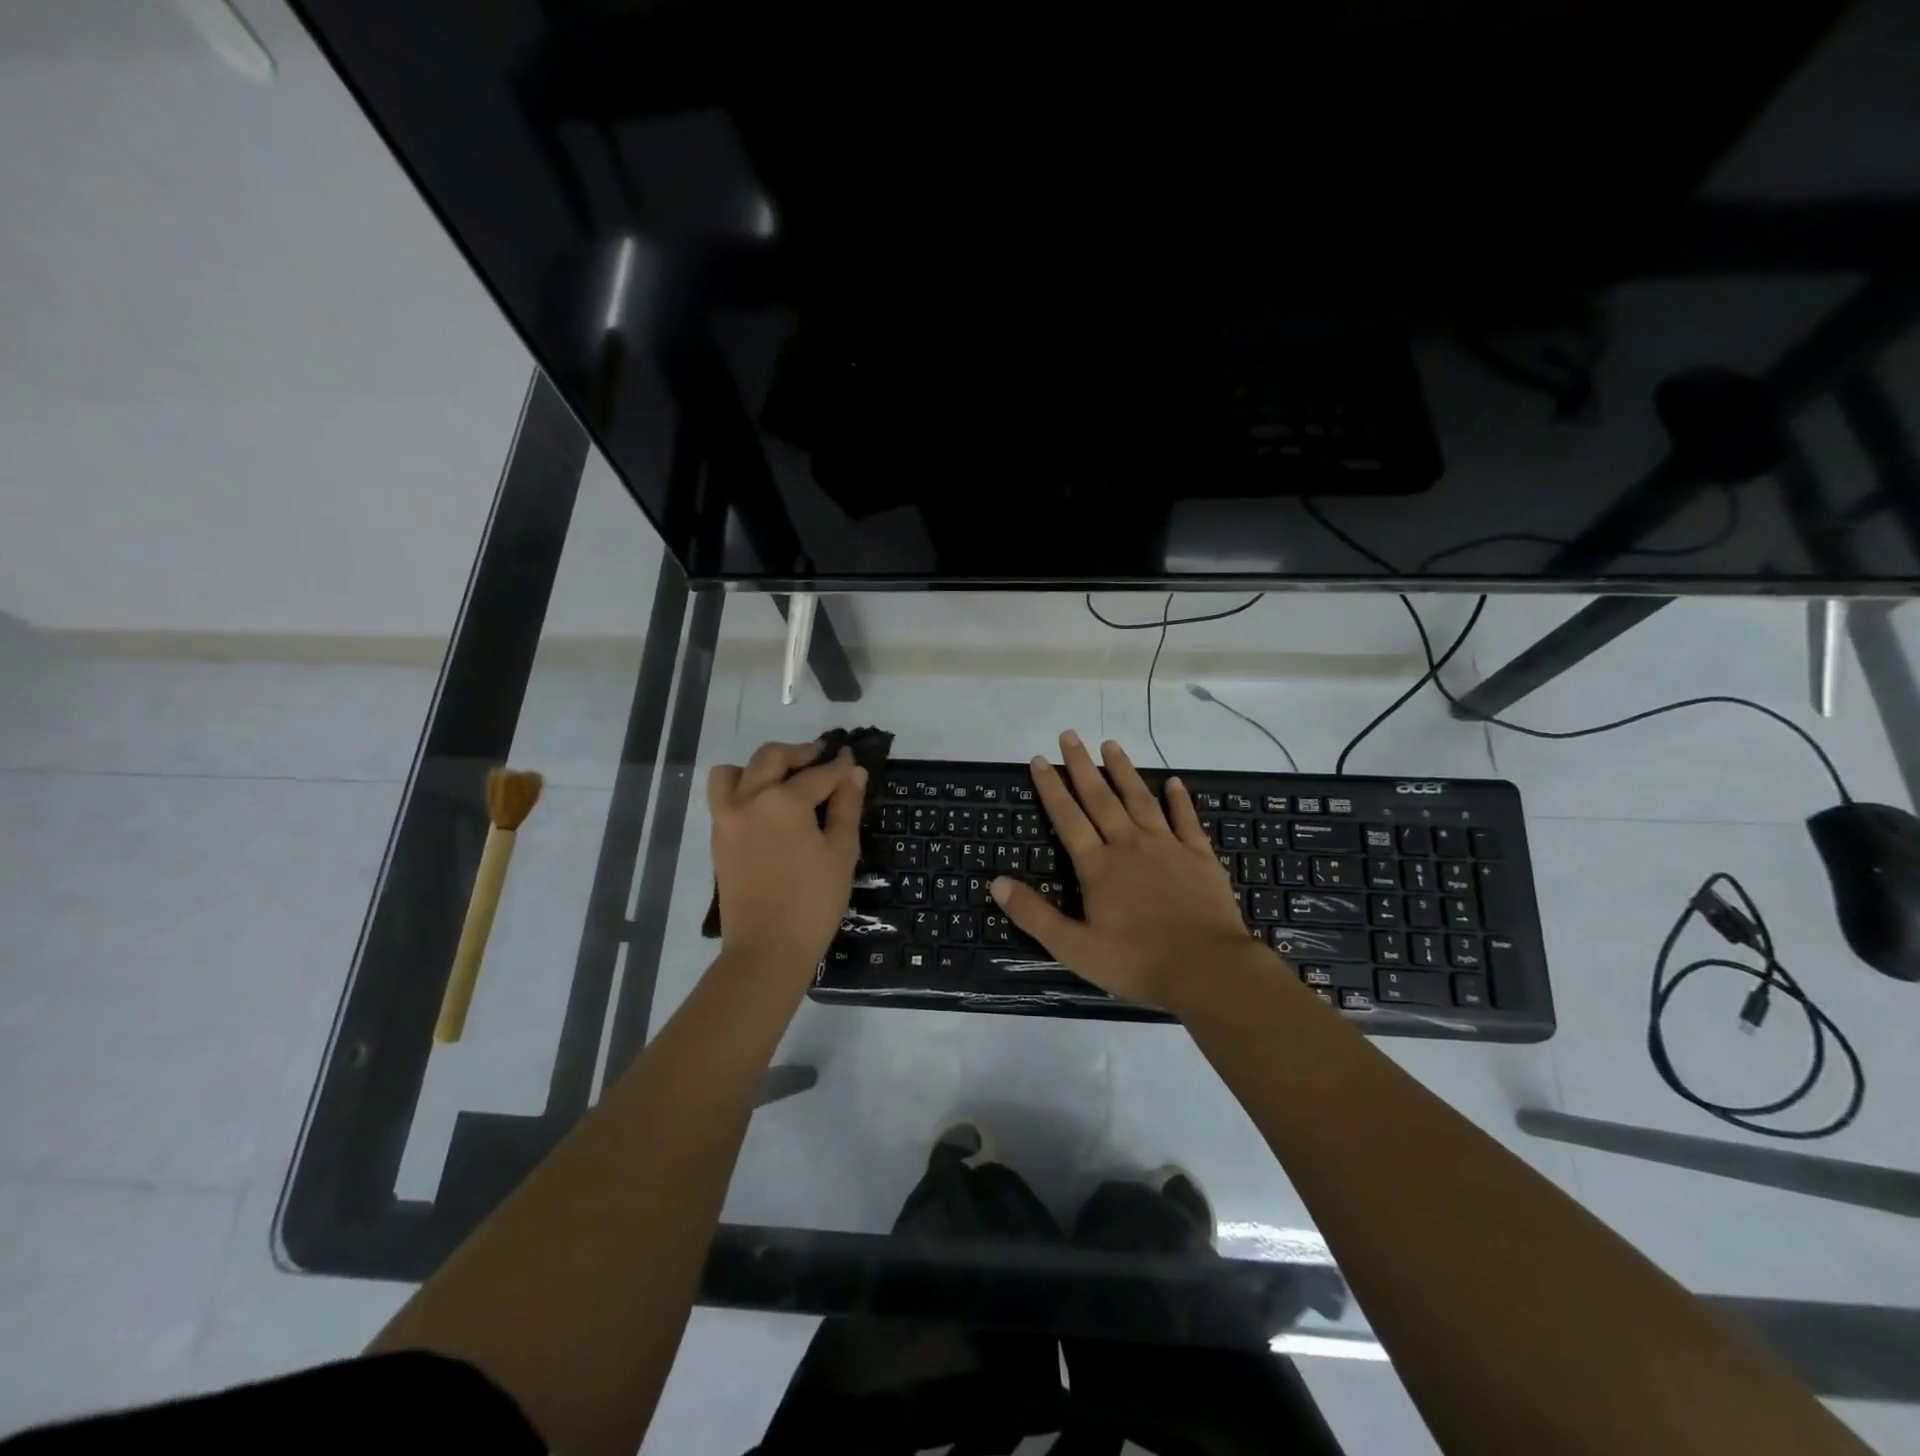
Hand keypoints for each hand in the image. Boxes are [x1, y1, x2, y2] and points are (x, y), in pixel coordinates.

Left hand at [708, 741, 865, 974]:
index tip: (853, 757)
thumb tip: (852, 773)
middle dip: (800, 753)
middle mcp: (749, 799)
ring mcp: (726, 818)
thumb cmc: (813, 903)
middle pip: (771, 758)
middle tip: (822, 757)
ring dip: (760, 766)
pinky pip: (723, 797)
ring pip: (735, 772)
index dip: (839, 765)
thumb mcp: (841, 853)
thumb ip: (846, 807)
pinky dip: (743, 788)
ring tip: (784, 779)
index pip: (818, 774)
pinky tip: (768, 807)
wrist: (766, 951)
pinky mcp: (717, 838)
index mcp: (783, 801)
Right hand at [991, 731, 1269, 1009]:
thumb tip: (996, 882)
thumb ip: (1034, 914)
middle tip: (1069, 735)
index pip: (1067, 818)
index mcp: (1098, 866)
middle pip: (1100, 798)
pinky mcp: (1199, 856)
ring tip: (1110, 744)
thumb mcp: (1074, 947)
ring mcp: (1167, 847)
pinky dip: (1179, 799)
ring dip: (1123, 771)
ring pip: (1140, 799)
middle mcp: (1129, 845)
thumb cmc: (1137, 962)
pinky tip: (1173, 781)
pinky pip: (1186, 820)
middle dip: (1081, 766)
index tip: (1037, 759)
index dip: (1050, 788)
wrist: (1207, 970)